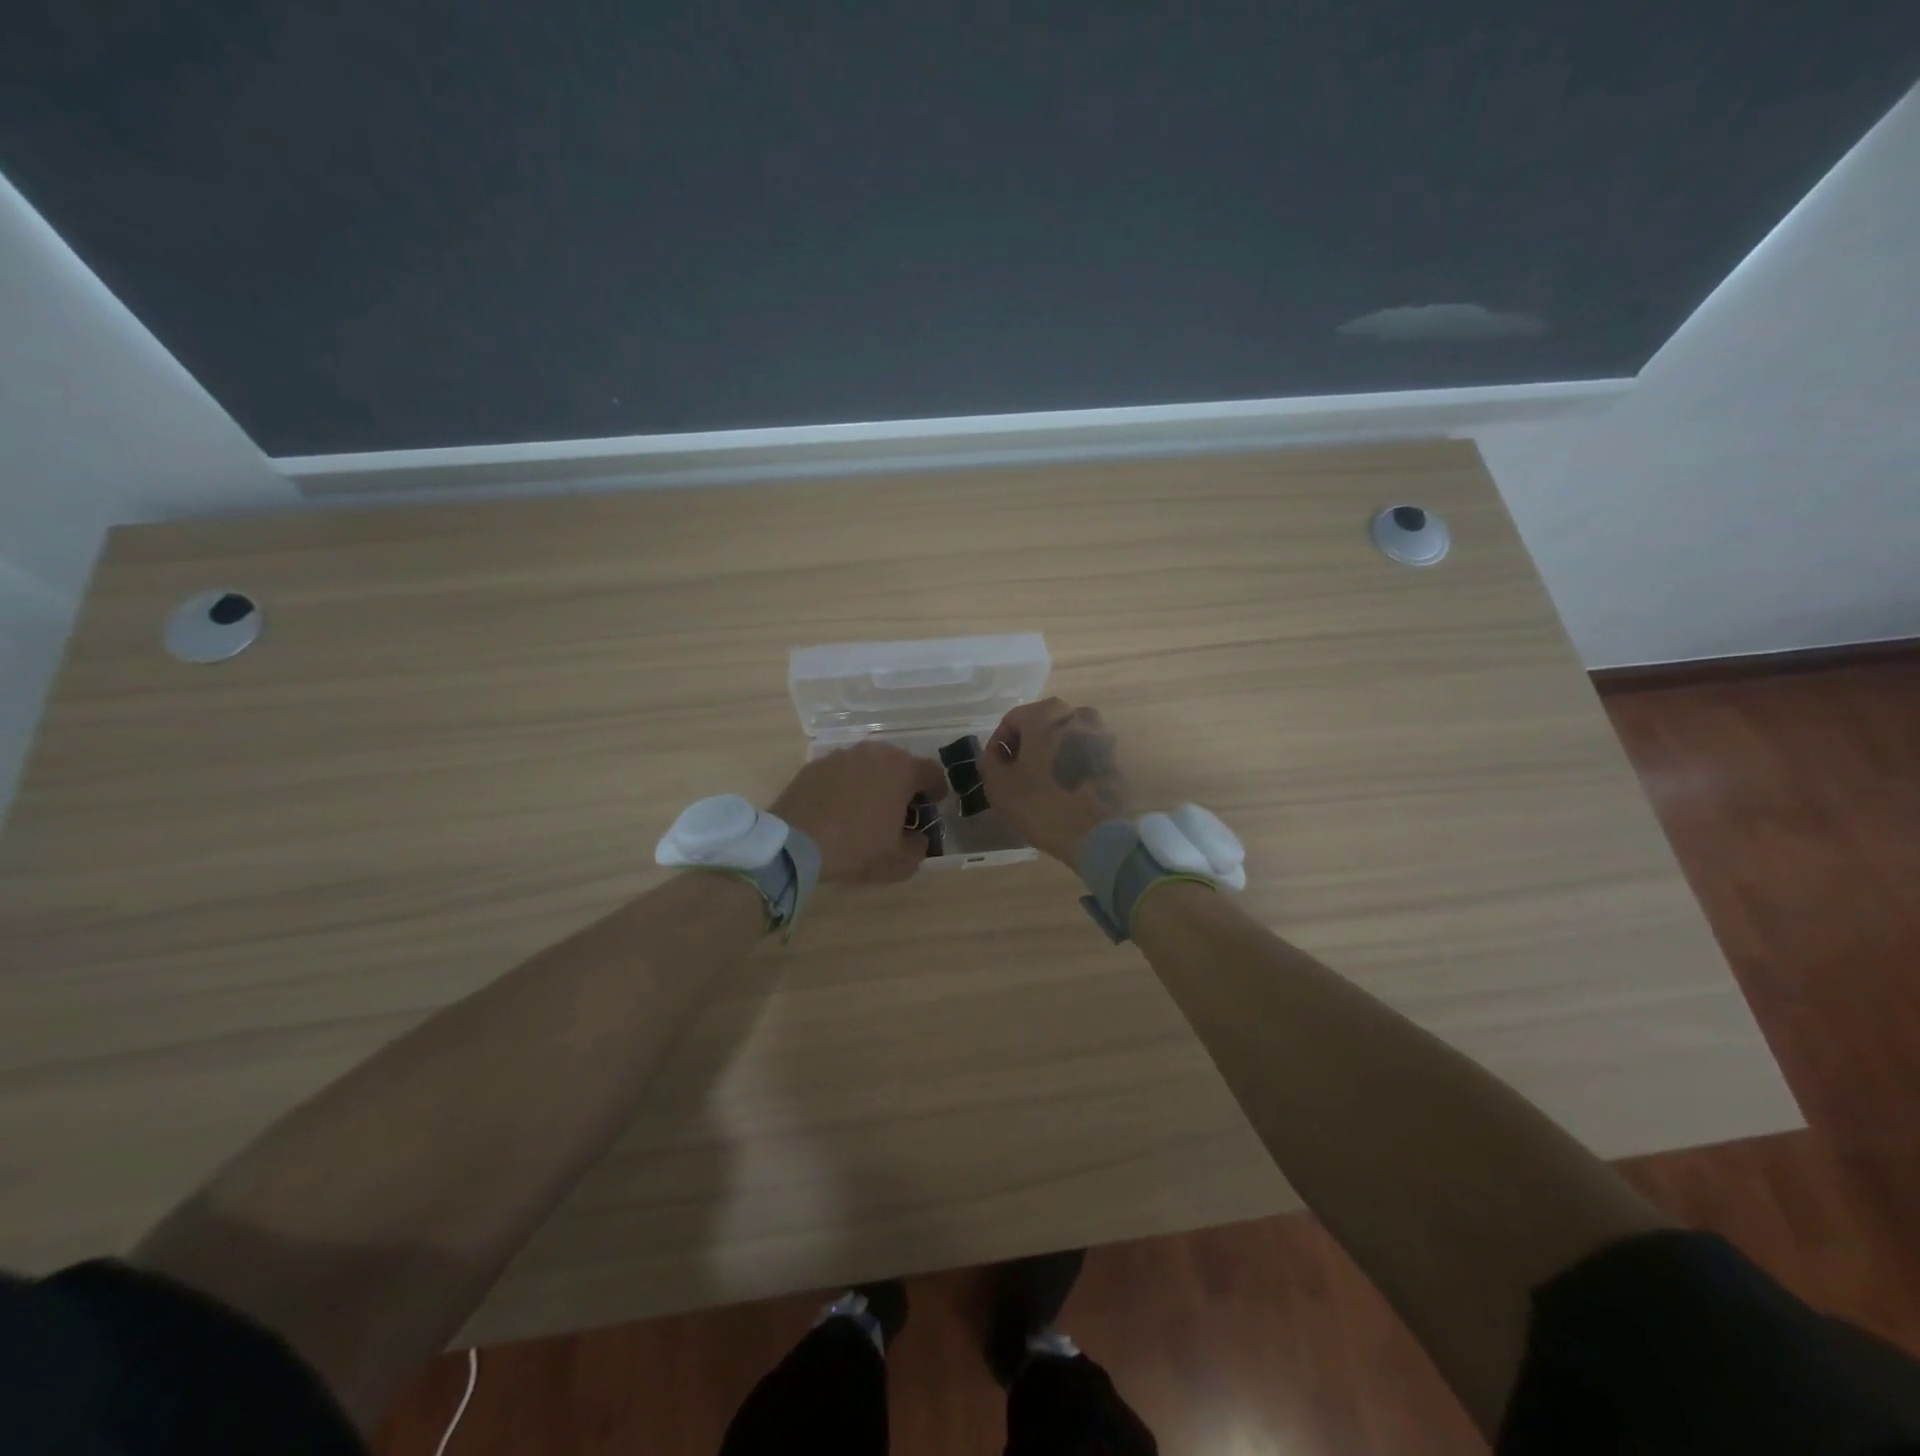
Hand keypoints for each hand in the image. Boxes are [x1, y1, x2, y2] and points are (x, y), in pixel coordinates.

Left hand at [770, 741, 950, 884]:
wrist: (795, 843)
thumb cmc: (856, 848)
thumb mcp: (899, 861)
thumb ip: (919, 847)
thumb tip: (918, 838)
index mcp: (901, 769)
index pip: (932, 771)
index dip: (936, 790)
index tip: (932, 806)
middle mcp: (874, 753)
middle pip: (900, 763)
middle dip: (904, 783)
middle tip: (901, 809)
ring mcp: (841, 755)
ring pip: (869, 765)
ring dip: (874, 781)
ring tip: (868, 807)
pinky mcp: (815, 765)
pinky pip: (842, 772)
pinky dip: (847, 785)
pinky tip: (839, 808)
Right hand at [977, 698, 1130, 865]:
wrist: (1099, 835)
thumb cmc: (1042, 805)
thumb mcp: (999, 786)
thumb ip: (990, 761)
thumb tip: (995, 754)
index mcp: (1046, 713)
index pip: (1011, 721)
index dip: (998, 746)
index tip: (996, 770)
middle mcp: (1077, 714)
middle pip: (1040, 727)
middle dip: (1026, 749)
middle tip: (1017, 778)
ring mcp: (1101, 735)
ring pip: (1063, 740)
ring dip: (1049, 757)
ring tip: (1042, 786)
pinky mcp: (1115, 757)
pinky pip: (1083, 755)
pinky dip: (1071, 767)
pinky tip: (1064, 791)